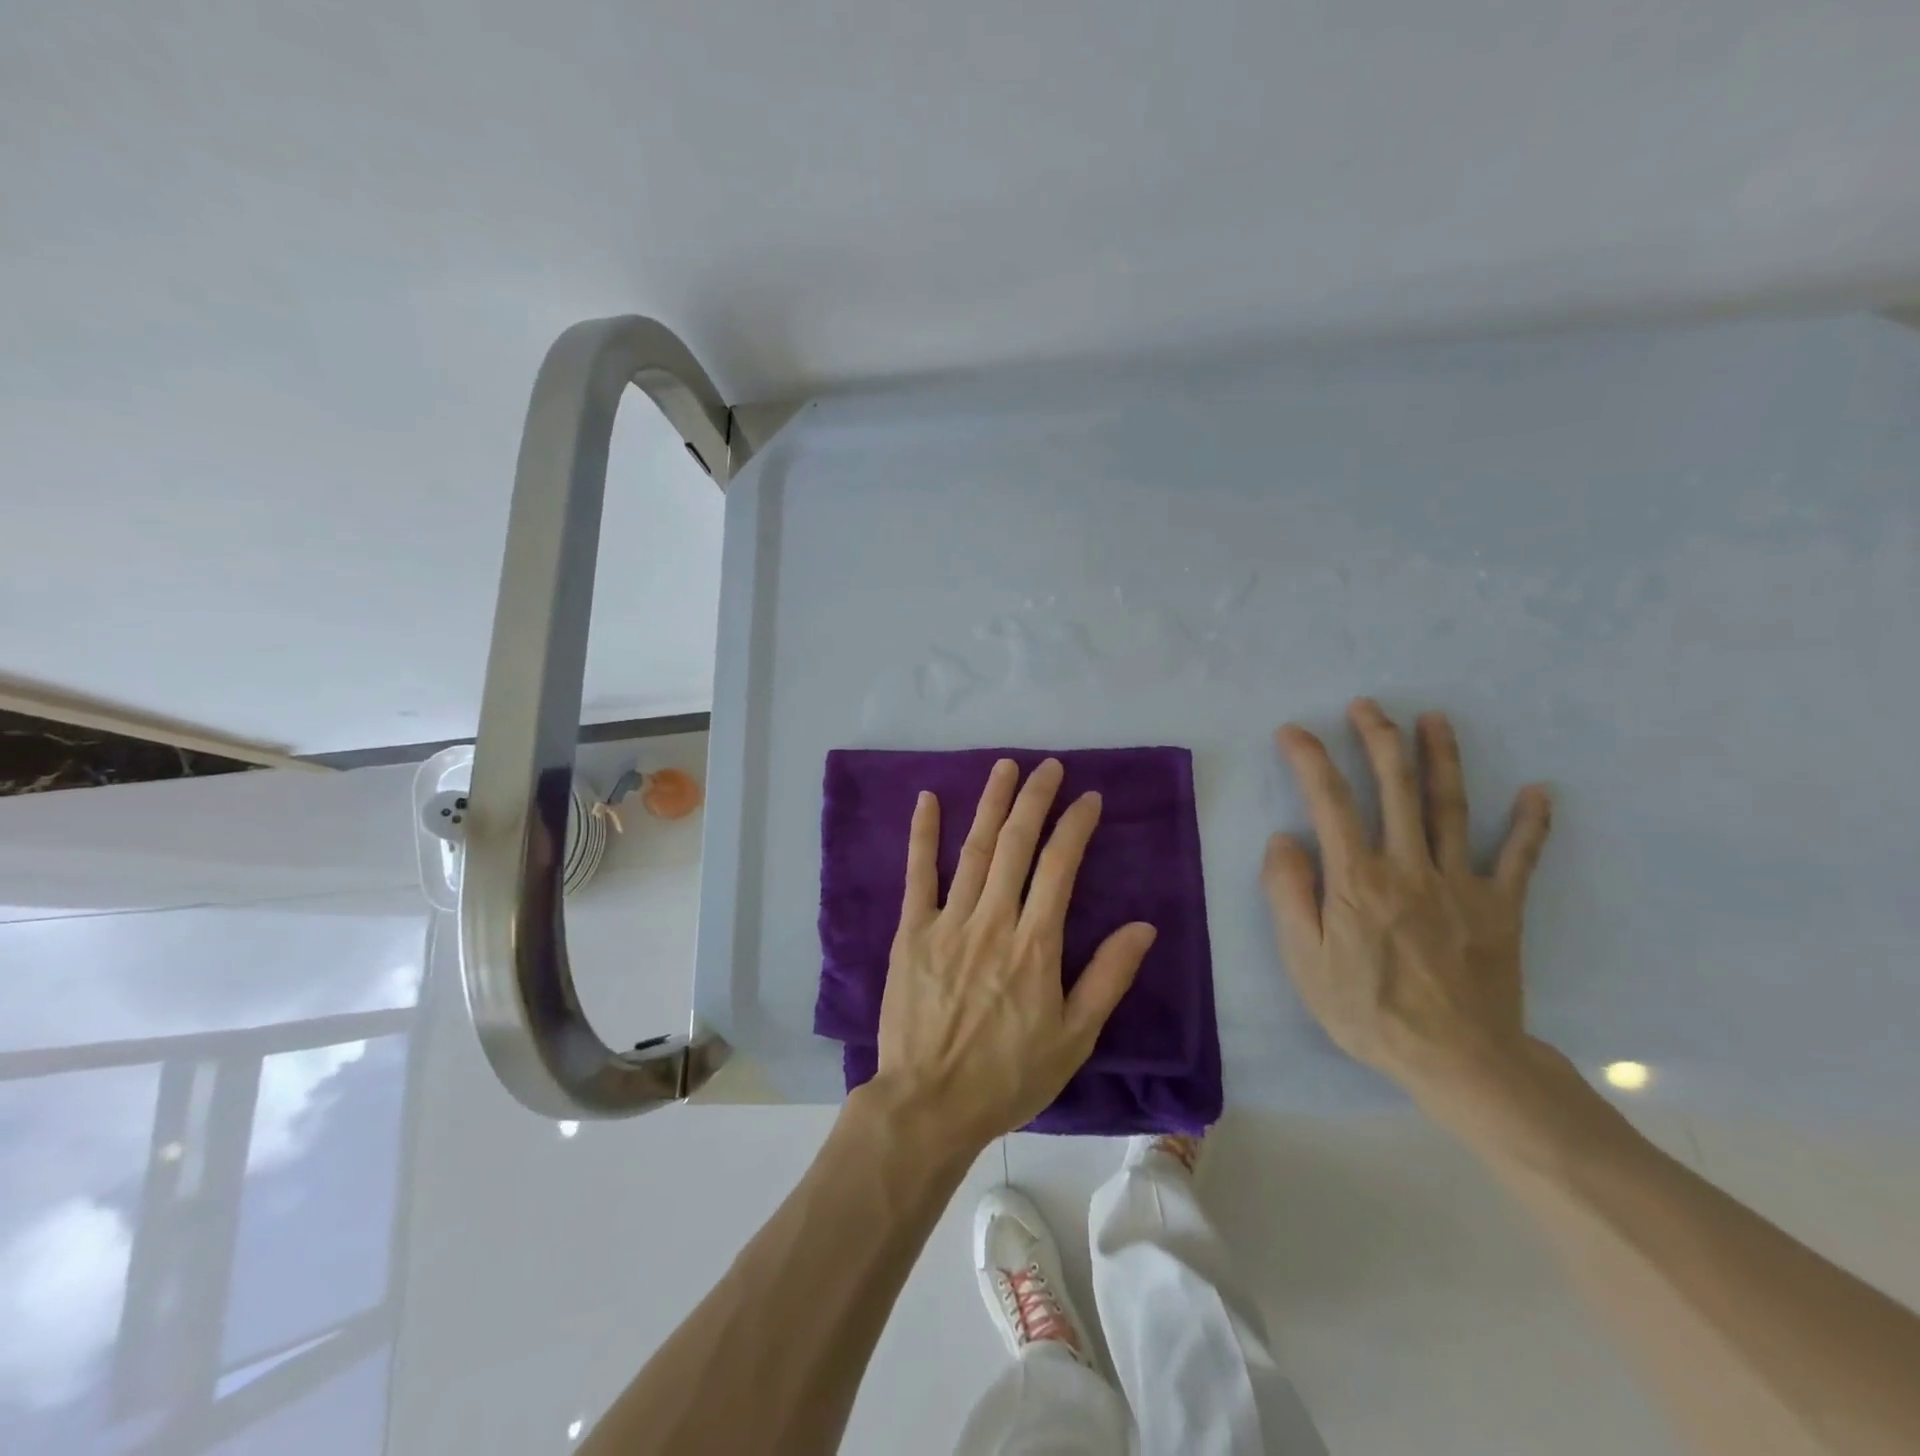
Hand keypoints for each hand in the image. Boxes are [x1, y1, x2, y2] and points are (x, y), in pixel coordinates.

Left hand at [871, 758, 1158, 1151]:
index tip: (1088, 799)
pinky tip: (927, 799)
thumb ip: (1107, 977)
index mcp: (1035, 945)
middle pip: (1017, 845)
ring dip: (990, 804)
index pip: (1059, 867)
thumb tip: (1143, 927)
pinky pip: (917, 874)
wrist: (930, 1103)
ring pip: (974, 849)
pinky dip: (923, 834)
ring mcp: (948, 922)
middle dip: (1035, 800)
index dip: (1075, 827)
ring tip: (1004, 768)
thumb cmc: (1008, 1076)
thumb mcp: (1074, 1038)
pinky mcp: (910, 932)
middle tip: (1048, 767)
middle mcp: (993, 920)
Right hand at [1263, 699, 1552, 1100]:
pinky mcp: (1501, 907)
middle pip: (1394, 788)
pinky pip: (1519, 858)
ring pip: (1451, 807)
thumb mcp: (1303, 959)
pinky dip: (1530, 824)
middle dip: (1378, 739)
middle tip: (1368, 705)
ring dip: (1442, 758)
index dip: (1310, 759)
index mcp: (1356, 878)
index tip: (1294, 731)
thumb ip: (1289, 893)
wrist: (1457, 1060)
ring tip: (1436, 720)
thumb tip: (1283, 838)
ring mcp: (1460, 883)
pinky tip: (1537, 791)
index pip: (1329, 801)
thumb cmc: (1367, 1009)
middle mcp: (1408, 866)